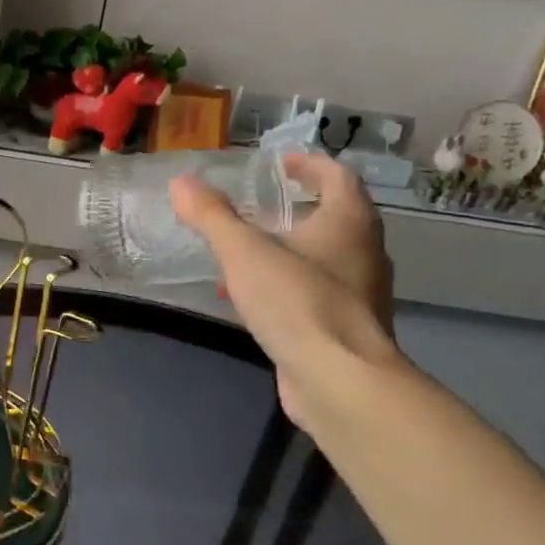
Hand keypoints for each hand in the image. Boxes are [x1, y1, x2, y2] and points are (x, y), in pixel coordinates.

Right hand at [170, 152, 399, 428]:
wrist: (340, 380)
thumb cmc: (298, 302)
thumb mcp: (244, 253)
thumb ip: (212, 216)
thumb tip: (181, 183)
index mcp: (349, 223)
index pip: (337, 176)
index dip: (309, 164)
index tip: (279, 164)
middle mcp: (364, 252)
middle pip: (334, 217)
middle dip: (296, 208)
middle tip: (257, 206)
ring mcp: (359, 293)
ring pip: (323, 258)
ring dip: (287, 249)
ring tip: (244, 253)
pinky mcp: (345, 328)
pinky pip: (314, 293)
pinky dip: (285, 285)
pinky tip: (250, 301)